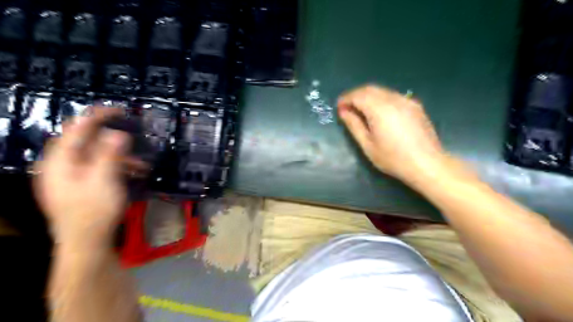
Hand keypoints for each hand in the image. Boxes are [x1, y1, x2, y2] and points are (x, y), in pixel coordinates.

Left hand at [35, 110, 131, 249]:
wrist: (87, 243)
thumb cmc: (94, 211)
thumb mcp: (104, 180)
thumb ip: (109, 155)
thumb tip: (118, 133)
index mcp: (60, 161)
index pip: (76, 129)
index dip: (97, 116)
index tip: (119, 110)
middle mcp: (61, 166)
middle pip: (86, 142)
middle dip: (114, 140)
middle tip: (134, 138)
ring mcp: (70, 177)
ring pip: (96, 156)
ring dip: (120, 157)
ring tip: (142, 164)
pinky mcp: (81, 185)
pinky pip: (99, 168)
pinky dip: (117, 167)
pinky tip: (134, 173)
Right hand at [337, 84, 444, 182]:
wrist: (427, 164)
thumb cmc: (393, 159)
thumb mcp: (368, 145)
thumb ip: (354, 125)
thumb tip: (343, 112)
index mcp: (380, 109)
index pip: (358, 95)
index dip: (346, 99)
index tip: (339, 107)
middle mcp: (393, 99)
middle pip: (370, 89)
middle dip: (355, 95)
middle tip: (347, 107)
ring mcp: (406, 101)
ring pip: (382, 91)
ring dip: (368, 96)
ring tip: (361, 110)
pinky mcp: (415, 105)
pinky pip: (393, 95)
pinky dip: (381, 99)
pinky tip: (379, 112)